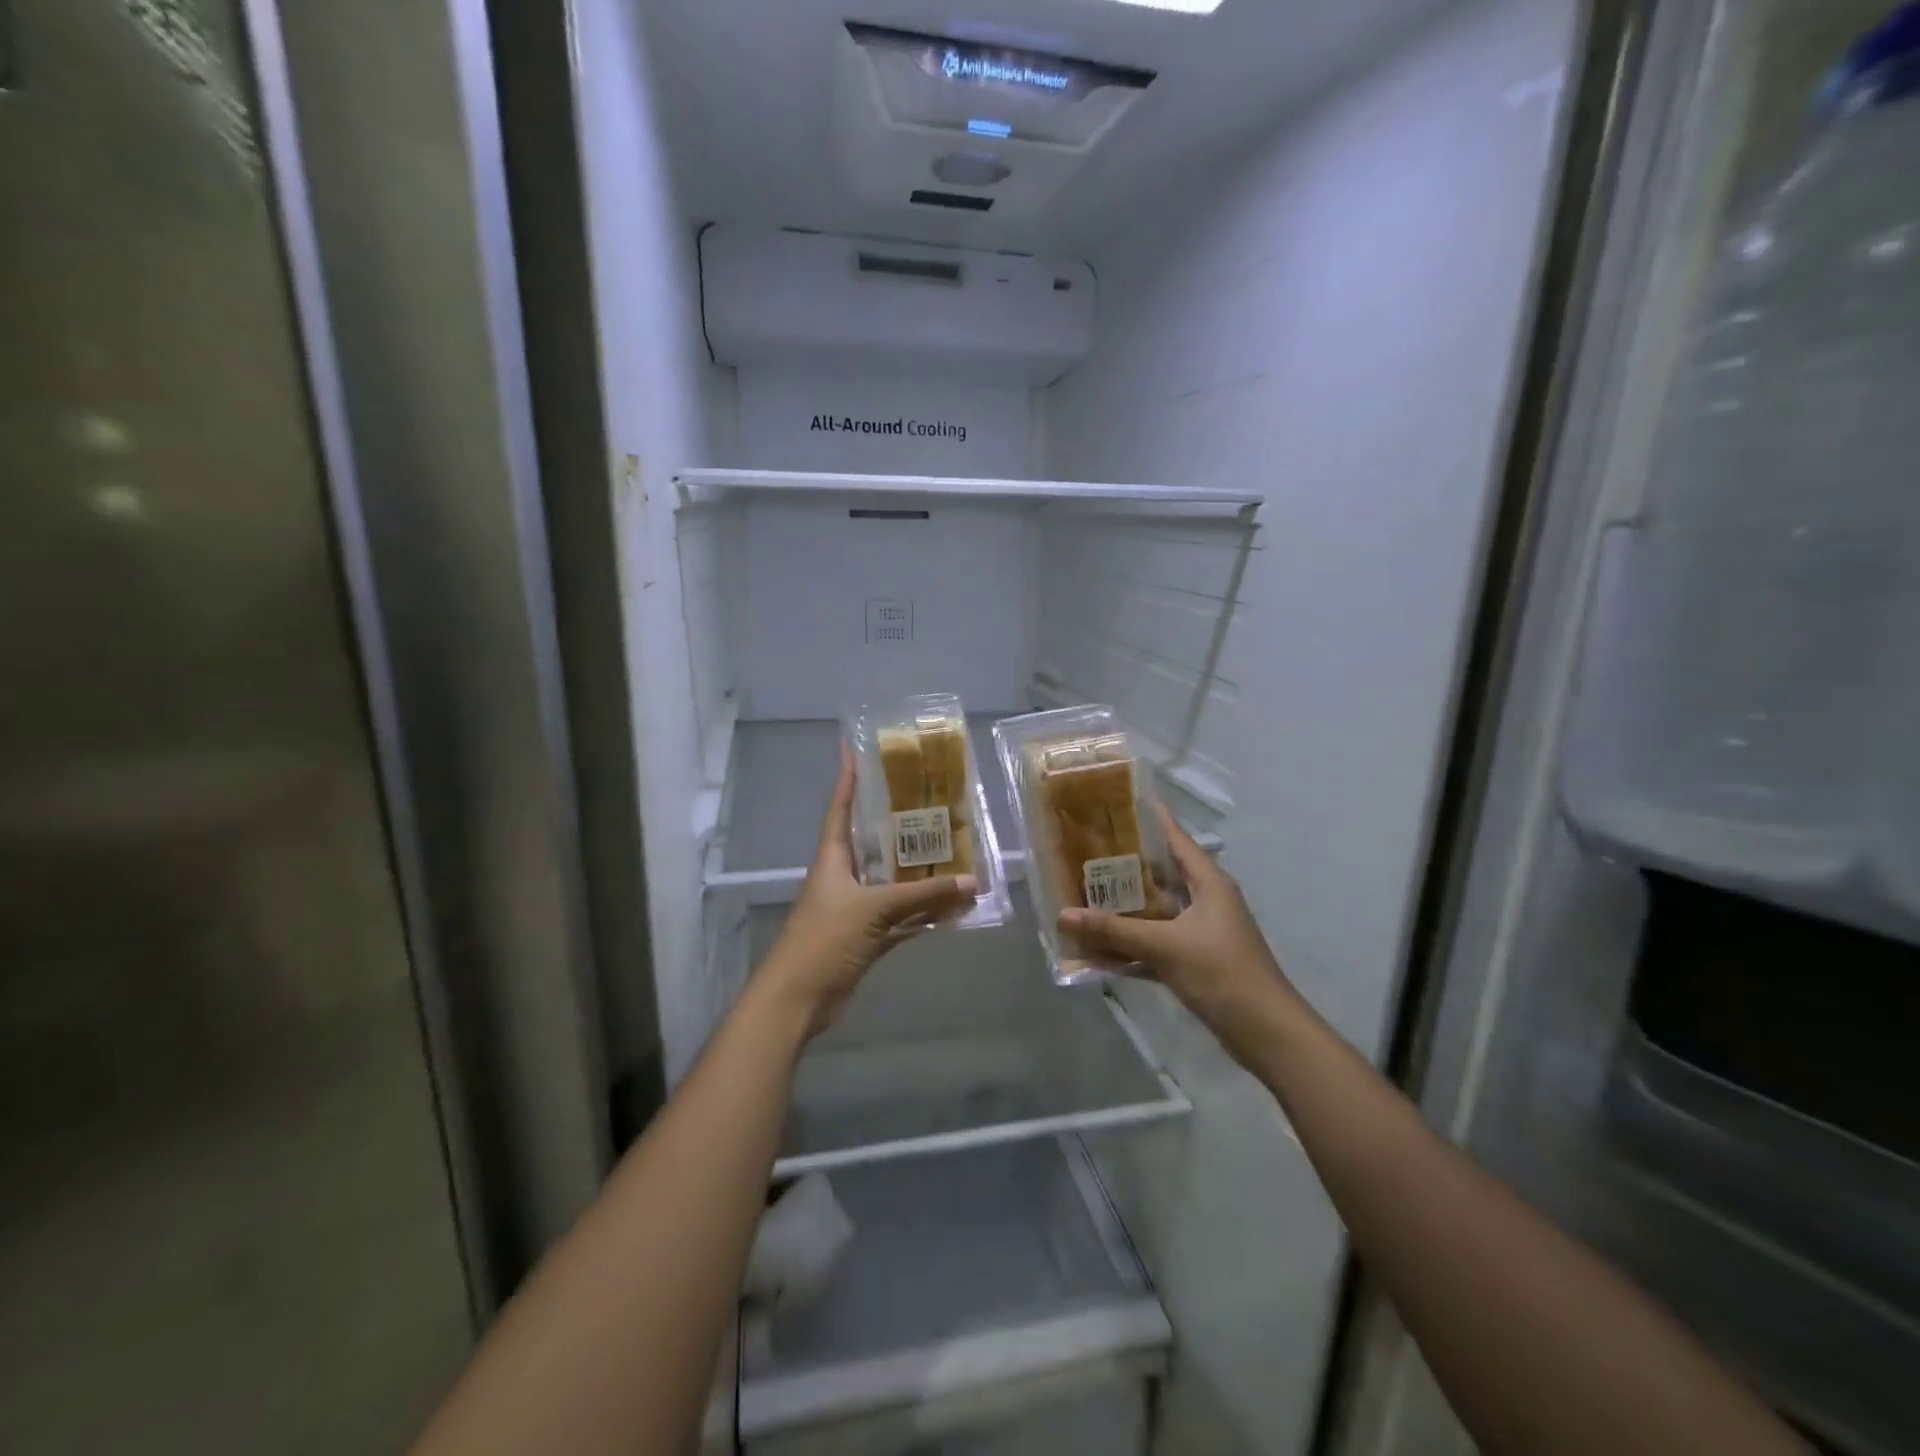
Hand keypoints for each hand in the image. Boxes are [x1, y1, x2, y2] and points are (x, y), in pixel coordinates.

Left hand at [759, 747, 977, 1037]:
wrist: (799, 998)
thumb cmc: (825, 938)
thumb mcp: (874, 908)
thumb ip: (922, 895)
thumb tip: (971, 882)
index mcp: (832, 858)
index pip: (840, 809)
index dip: (846, 780)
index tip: (854, 749)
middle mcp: (843, 877)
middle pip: (871, 842)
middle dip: (896, 824)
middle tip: (930, 801)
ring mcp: (854, 909)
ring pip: (891, 882)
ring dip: (917, 873)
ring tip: (952, 850)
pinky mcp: (865, 938)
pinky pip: (900, 918)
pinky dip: (922, 914)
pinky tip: (950, 907)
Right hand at [1059, 812, 1298, 1062]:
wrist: (1265, 1033)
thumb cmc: (1221, 972)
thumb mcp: (1165, 946)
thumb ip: (1113, 930)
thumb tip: (1062, 914)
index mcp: (1208, 882)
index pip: (1175, 838)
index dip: (1148, 818)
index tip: (1114, 803)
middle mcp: (1205, 900)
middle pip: (1159, 874)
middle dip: (1123, 866)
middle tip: (1082, 851)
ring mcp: (1200, 933)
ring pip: (1155, 911)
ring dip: (1123, 910)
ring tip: (1082, 895)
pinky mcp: (1194, 961)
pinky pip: (1155, 945)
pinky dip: (1130, 947)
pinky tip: (1096, 951)